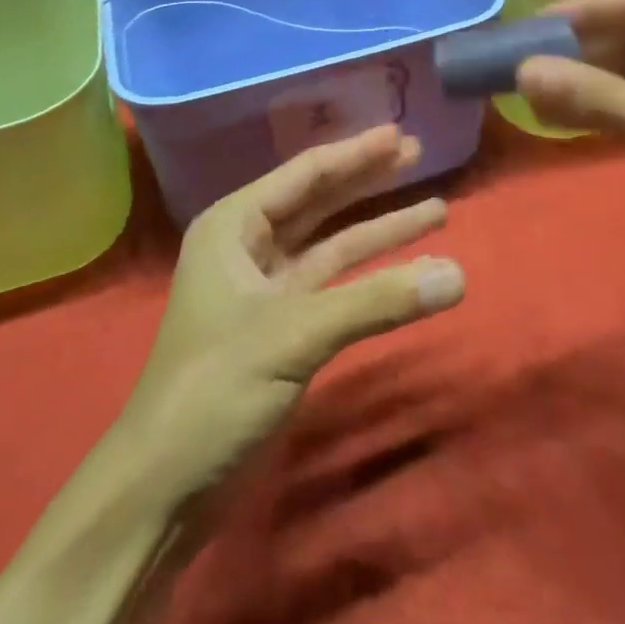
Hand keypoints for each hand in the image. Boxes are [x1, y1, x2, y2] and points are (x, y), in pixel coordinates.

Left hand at [116, 126, 464, 503]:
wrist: (165, 488)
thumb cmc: (214, 389)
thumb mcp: (294, 334)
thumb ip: (377, 302)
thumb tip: (459, 276)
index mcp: (234, 226)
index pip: (306, 175)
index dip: (356, 153)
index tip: (400, 135)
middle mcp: (248, 248)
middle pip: (321, 202)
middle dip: (370, 181)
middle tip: (419, 155)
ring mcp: (267, 291)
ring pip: (334, 246)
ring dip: (381, 231)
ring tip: (436, 209)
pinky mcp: (284, 331)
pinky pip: (337, 288)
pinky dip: (374, 280)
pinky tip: (413, 274)